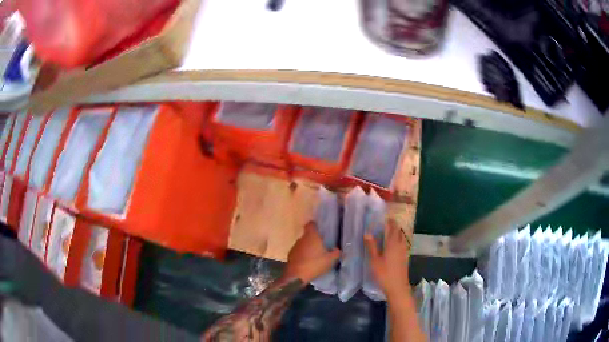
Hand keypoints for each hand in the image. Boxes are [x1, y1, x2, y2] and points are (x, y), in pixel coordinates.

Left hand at [281, 222, 340, 283]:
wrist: (296, 276)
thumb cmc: (314, 264)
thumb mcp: (330, 260)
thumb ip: (336, 253)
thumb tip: (338, 249)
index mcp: (311, 236)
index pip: (311, 224)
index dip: (315, 226)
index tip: (320, 230)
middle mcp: (301, 239)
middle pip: (307, 235)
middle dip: (313, 239)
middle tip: (321, 245)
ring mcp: (295, 247)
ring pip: (303, 244)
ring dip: (308, 248)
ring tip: (315, 255)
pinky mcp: (290, 255)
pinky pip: (298, 252)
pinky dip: (302, 255)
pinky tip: (308, 262)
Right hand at [364, 219, 411, 297]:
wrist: (397, 287)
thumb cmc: (384, 274)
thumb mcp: (374, 261)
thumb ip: (371, 246)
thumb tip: (367, 233)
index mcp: (393, 244)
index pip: (393, 228)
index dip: (390, 222)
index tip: (386, 217)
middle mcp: (400, 245)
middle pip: (399, 232)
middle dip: (394, 226)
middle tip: (386, 224)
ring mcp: (404, 252)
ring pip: (402, 238)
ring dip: (397, 234)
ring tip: (389, 233)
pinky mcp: (405, 258)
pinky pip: (403, 244)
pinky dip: (398, 241)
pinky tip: (393, 246)